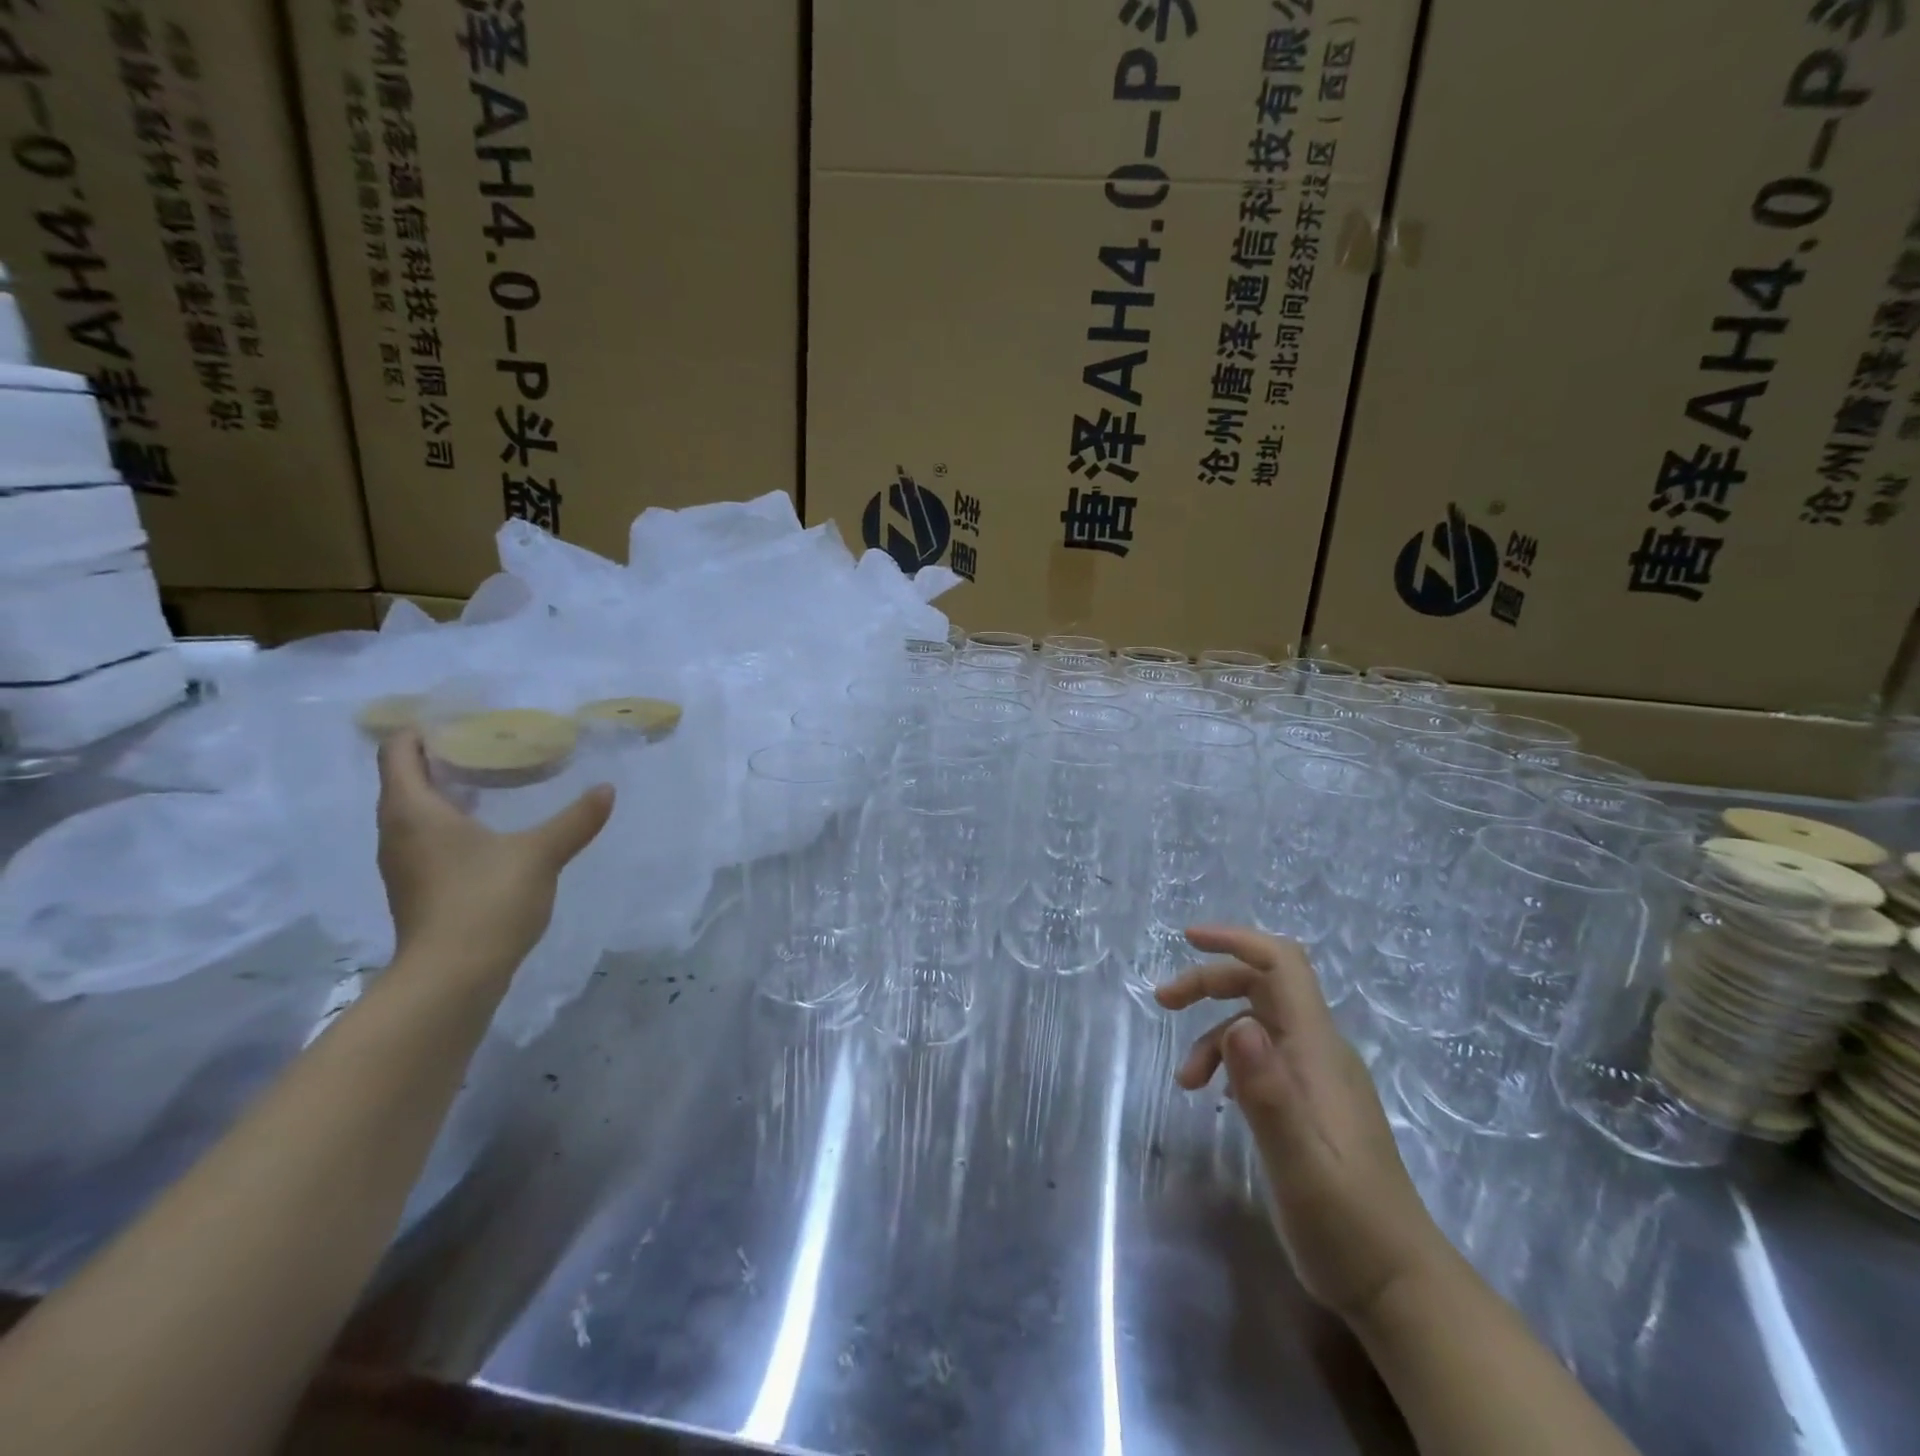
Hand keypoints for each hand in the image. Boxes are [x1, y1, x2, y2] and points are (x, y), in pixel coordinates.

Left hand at [375, 729, 614, 972]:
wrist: (452, 978)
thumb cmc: (485, 900)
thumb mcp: (540, 853)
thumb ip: (575, 819)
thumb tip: (606, 789)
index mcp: (413, 810)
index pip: (397, 752)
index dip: (421, 729)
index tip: (461, 719)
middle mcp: (396, 832)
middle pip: (404, 779)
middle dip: (441, 758)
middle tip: (490, 744)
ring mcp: (403, 864)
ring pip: (415, 811)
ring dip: (446, 792)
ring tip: (493, 781)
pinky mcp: (417, 888)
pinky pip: (426, 838)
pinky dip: (450, 823)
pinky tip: (489, 830)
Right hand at [1156, 925, 1447, 1323]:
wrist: (1400, 1289)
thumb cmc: (1347, 1225)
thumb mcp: (1298, 1163)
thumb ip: (1268, 1093)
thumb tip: (1237, 1023)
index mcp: (1318, 1051)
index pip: (1281, 965)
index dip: (1236, 940)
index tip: (1187, 938)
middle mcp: (1320, 1052)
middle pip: (1263, 984)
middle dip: (1210, 982)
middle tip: (1163, 1002)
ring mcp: (1319, 1078)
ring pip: (1258, 1020)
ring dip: (1213, 1032)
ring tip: (1184, 1080)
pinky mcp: (1312, 1104)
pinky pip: (1264, 1055)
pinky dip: (1230, 1059)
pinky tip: (1215, 1094)